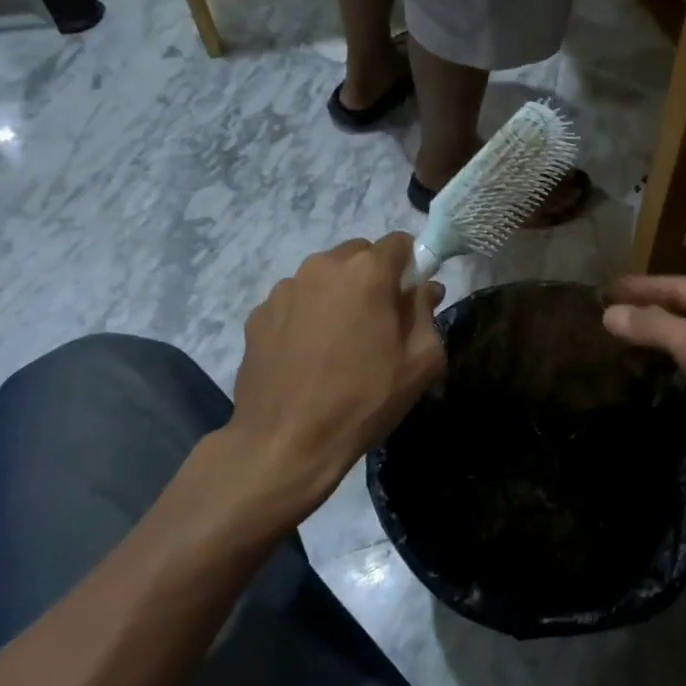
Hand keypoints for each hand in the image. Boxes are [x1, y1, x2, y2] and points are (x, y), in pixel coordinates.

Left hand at [202, 235, 444, 536]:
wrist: (285, 442)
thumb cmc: (364, 399)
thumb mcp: (420, 362)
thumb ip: (426, 313)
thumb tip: (426, 288)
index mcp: (367, 271)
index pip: (400, 242)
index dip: (411, 266)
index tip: (412, 298)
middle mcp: (323, 266)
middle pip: (359, 255)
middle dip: (374, 278)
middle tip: (379, 321)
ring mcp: (285, 288)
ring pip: (325, 276)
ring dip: (339, 295)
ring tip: (339, 341)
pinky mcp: (259, 314)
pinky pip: (296, 300)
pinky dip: (308, 314)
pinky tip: (309, 354)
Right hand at [603, 275, 685, 490]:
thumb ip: (656, 328)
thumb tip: (609, 313)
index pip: (679, 285)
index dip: (642, 285)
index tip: (607, 288)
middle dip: (652, 306)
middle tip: (615, 312)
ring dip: (666, 333)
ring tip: (634, 340)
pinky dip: (682, 360)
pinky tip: (670, 374)